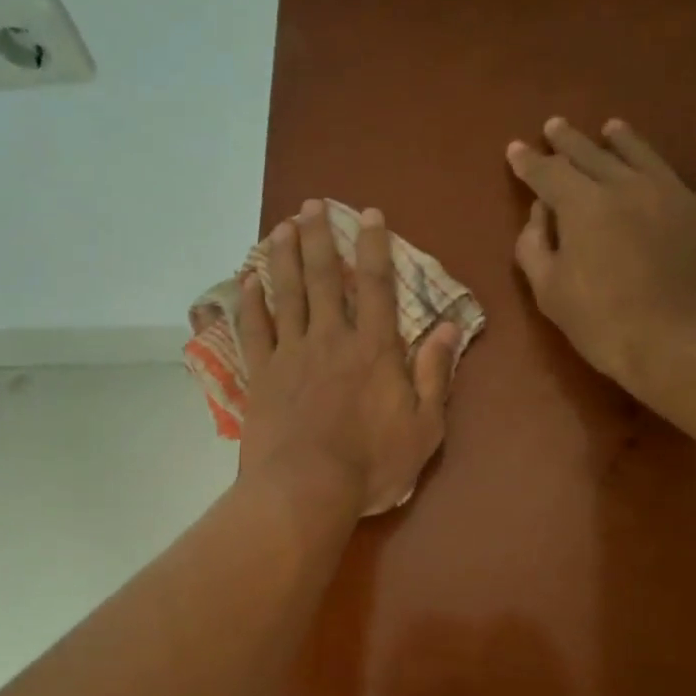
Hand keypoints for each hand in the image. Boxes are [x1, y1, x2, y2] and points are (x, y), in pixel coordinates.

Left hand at [238, 200, 459, 517]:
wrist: (305, 490)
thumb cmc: (371, 465)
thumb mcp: (424, 427)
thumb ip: (435, 375)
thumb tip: (449, 327)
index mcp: (374, 349)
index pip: (376, 285)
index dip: (373, 246)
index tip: (368, 214)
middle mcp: (330, 339)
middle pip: (323, 278)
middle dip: (319, 237)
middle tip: (311, 205)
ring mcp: (290, 354)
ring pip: (285, 294)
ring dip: (283, 257)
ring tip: (281, 226)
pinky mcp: (260, 376)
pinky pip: (253, 330)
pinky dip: (249, 303)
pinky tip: (246, 281)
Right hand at [507, 108, 695, 402]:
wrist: (683, 343)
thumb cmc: (604, 324)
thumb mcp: (550, 293)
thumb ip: (534, 247)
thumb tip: (538, 213)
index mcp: (582, 206)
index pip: (548, 174)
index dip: (529, 162)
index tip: (515, 149)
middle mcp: (627, 186)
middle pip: (592, 156)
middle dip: (569, 142)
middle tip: (555, 126)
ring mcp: (675, 193)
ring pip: (643, 154)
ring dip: (623, 139)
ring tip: (611, 126)